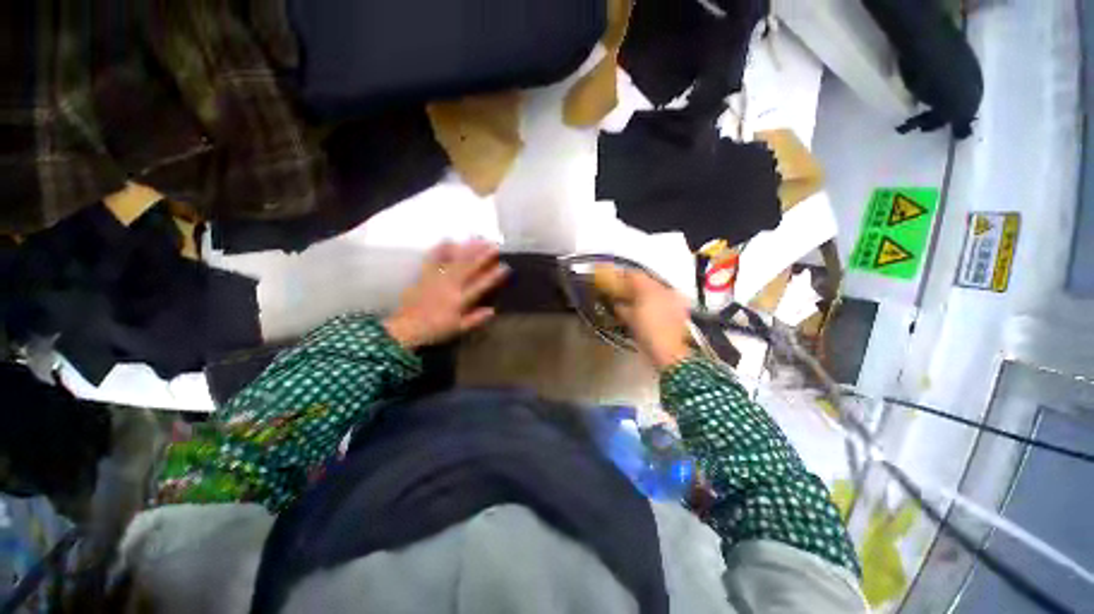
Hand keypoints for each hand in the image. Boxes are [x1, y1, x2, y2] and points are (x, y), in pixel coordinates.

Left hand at [384, 241, 509, 348]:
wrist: (407, 328)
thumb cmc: (435, 330)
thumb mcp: (458, 329)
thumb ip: (475, 319)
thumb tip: (493, 310)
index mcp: (460, 300)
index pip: (480, 286)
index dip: (493, 276)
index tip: (505, 266)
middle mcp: (450, 286)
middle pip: (469, 268)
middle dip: (483, 256)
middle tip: (494, 246)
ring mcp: (437, 278)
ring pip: (455, 261)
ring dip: (467, 250)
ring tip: (478, 240)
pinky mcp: (425, 275)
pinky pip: (433, 259)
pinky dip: (440, 249)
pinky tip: (448, 240)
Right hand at [612, 269, 691, 370]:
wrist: (670, 350)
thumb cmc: (646, 333)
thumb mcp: (629, 320)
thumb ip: (621, 307)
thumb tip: (617, 303)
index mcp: (648, 288)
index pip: (633, 275)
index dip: (622, 276)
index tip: (615, 280)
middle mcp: (663, 288)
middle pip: (646, 280)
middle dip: (635, 284)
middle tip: (625, 291)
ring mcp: (674, 297)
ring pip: (657, 288)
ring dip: (647, 292)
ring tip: (638, 301)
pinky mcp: (681, 307)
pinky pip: (666, 297)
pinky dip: (658, 300)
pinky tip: (652, 309)